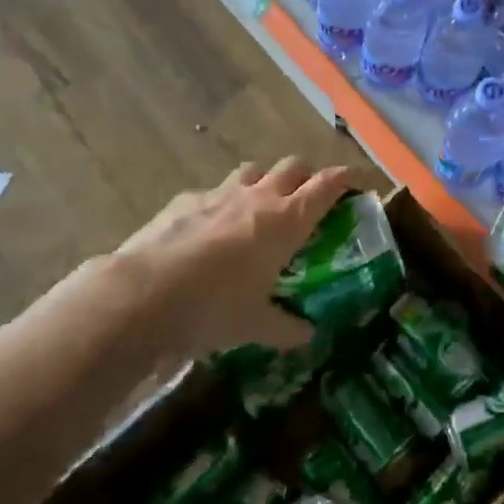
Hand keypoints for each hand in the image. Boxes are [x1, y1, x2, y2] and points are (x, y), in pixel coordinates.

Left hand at [97, 158, 356, 358]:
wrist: (144, 294)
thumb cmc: (215, 308)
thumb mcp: (256, 325)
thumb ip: (285, 327)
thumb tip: (308, 336)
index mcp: (287, 220)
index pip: (328, 184)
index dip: (348, 179)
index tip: (359, 182)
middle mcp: (259, 197)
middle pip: (293, 166)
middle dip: (305, 177)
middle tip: (306, 200)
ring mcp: (219, 194)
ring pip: (252, 170)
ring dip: (262, 183)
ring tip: (257, 209)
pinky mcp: (185, 200)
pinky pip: (211, 192)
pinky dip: (219, 204)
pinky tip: (207, 230)